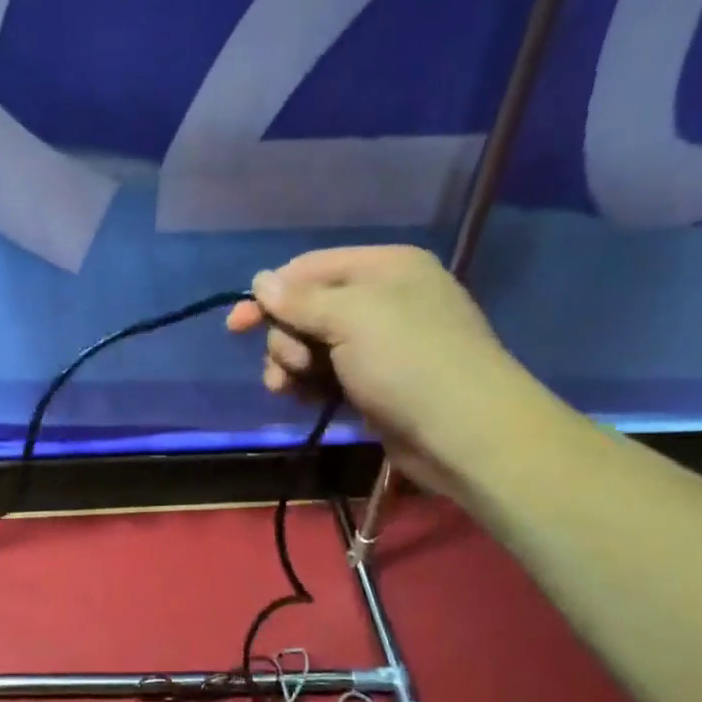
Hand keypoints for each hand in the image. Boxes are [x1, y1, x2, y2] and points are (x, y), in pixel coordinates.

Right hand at [226, 245, 548, 498]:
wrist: (464, 434)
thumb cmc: (408, 362)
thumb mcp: (351, 318)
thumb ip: (300, 300)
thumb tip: (260, 280)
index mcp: (384, 267)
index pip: (310, 268)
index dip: (270, 295)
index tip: (236, 326)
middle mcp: (382, 298)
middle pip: (307, 308)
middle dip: (285, 338)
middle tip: (289, 367)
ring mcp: (380, 343)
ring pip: (313, 344)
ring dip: (291, 365)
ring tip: (288, 389)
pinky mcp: (376, 381)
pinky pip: (328, 373)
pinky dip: (310, 384)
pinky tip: (304, 400)